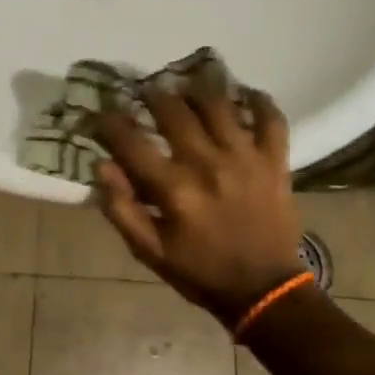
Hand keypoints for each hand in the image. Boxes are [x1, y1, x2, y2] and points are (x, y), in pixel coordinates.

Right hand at [95, 89, 302, 325]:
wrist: (265, 291)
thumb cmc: (201, 271)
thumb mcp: (150, 252)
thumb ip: (122, 210)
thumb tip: (101, 166)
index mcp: (173, 189)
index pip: (131, 141)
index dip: (110, 121)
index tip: (102, 112)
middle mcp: (207, 163)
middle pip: (173, 110)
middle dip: (153, 94)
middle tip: (146, 91)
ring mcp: (244, 157)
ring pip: (218, 104)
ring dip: (197, 88)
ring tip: (187, 83)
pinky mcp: (274, 160)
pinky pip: (270, 118)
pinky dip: (258, 100)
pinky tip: (244, 94)